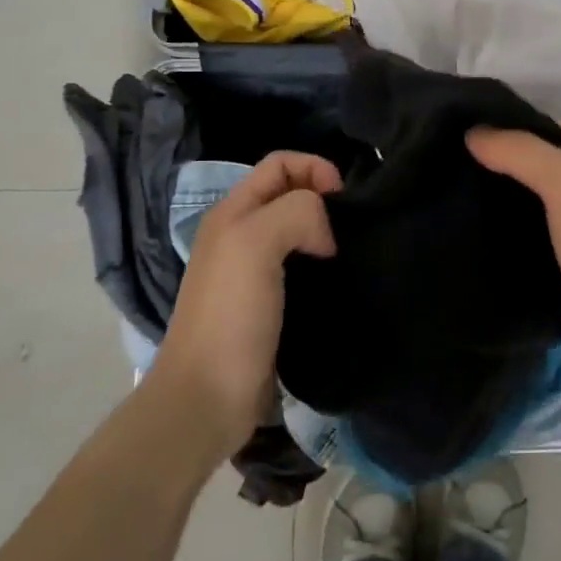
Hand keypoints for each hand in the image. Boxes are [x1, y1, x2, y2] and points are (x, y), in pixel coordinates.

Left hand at [156, 151, 340, 458]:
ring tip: (352, 252)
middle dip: (324, 199)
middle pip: (291, 195)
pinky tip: (341, 281)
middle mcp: (241, 236)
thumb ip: (296, 213)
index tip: (343, 198)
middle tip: (351, 227)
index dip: (314, 168)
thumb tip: (326, 235)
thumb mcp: (255, 243)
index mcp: (232, 213)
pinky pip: (304, 270)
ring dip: (327, 235)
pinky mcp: (271, 306)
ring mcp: (255, 273)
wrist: (208, 397)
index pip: (279, 163)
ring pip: (300, 233)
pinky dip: (325, 268)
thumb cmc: (230, 315)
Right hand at [467, 122, 560, 396]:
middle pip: (545, 159)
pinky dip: (531, 230)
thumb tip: (474, 130)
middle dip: (505, 171)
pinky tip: (501, 240)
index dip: (502, 138)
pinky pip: (556, 227)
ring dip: (515, 202)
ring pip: (548, 195)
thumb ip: (521, 152)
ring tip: (467, 210)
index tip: (457, 156)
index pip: (542, 126)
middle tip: (456, 184)